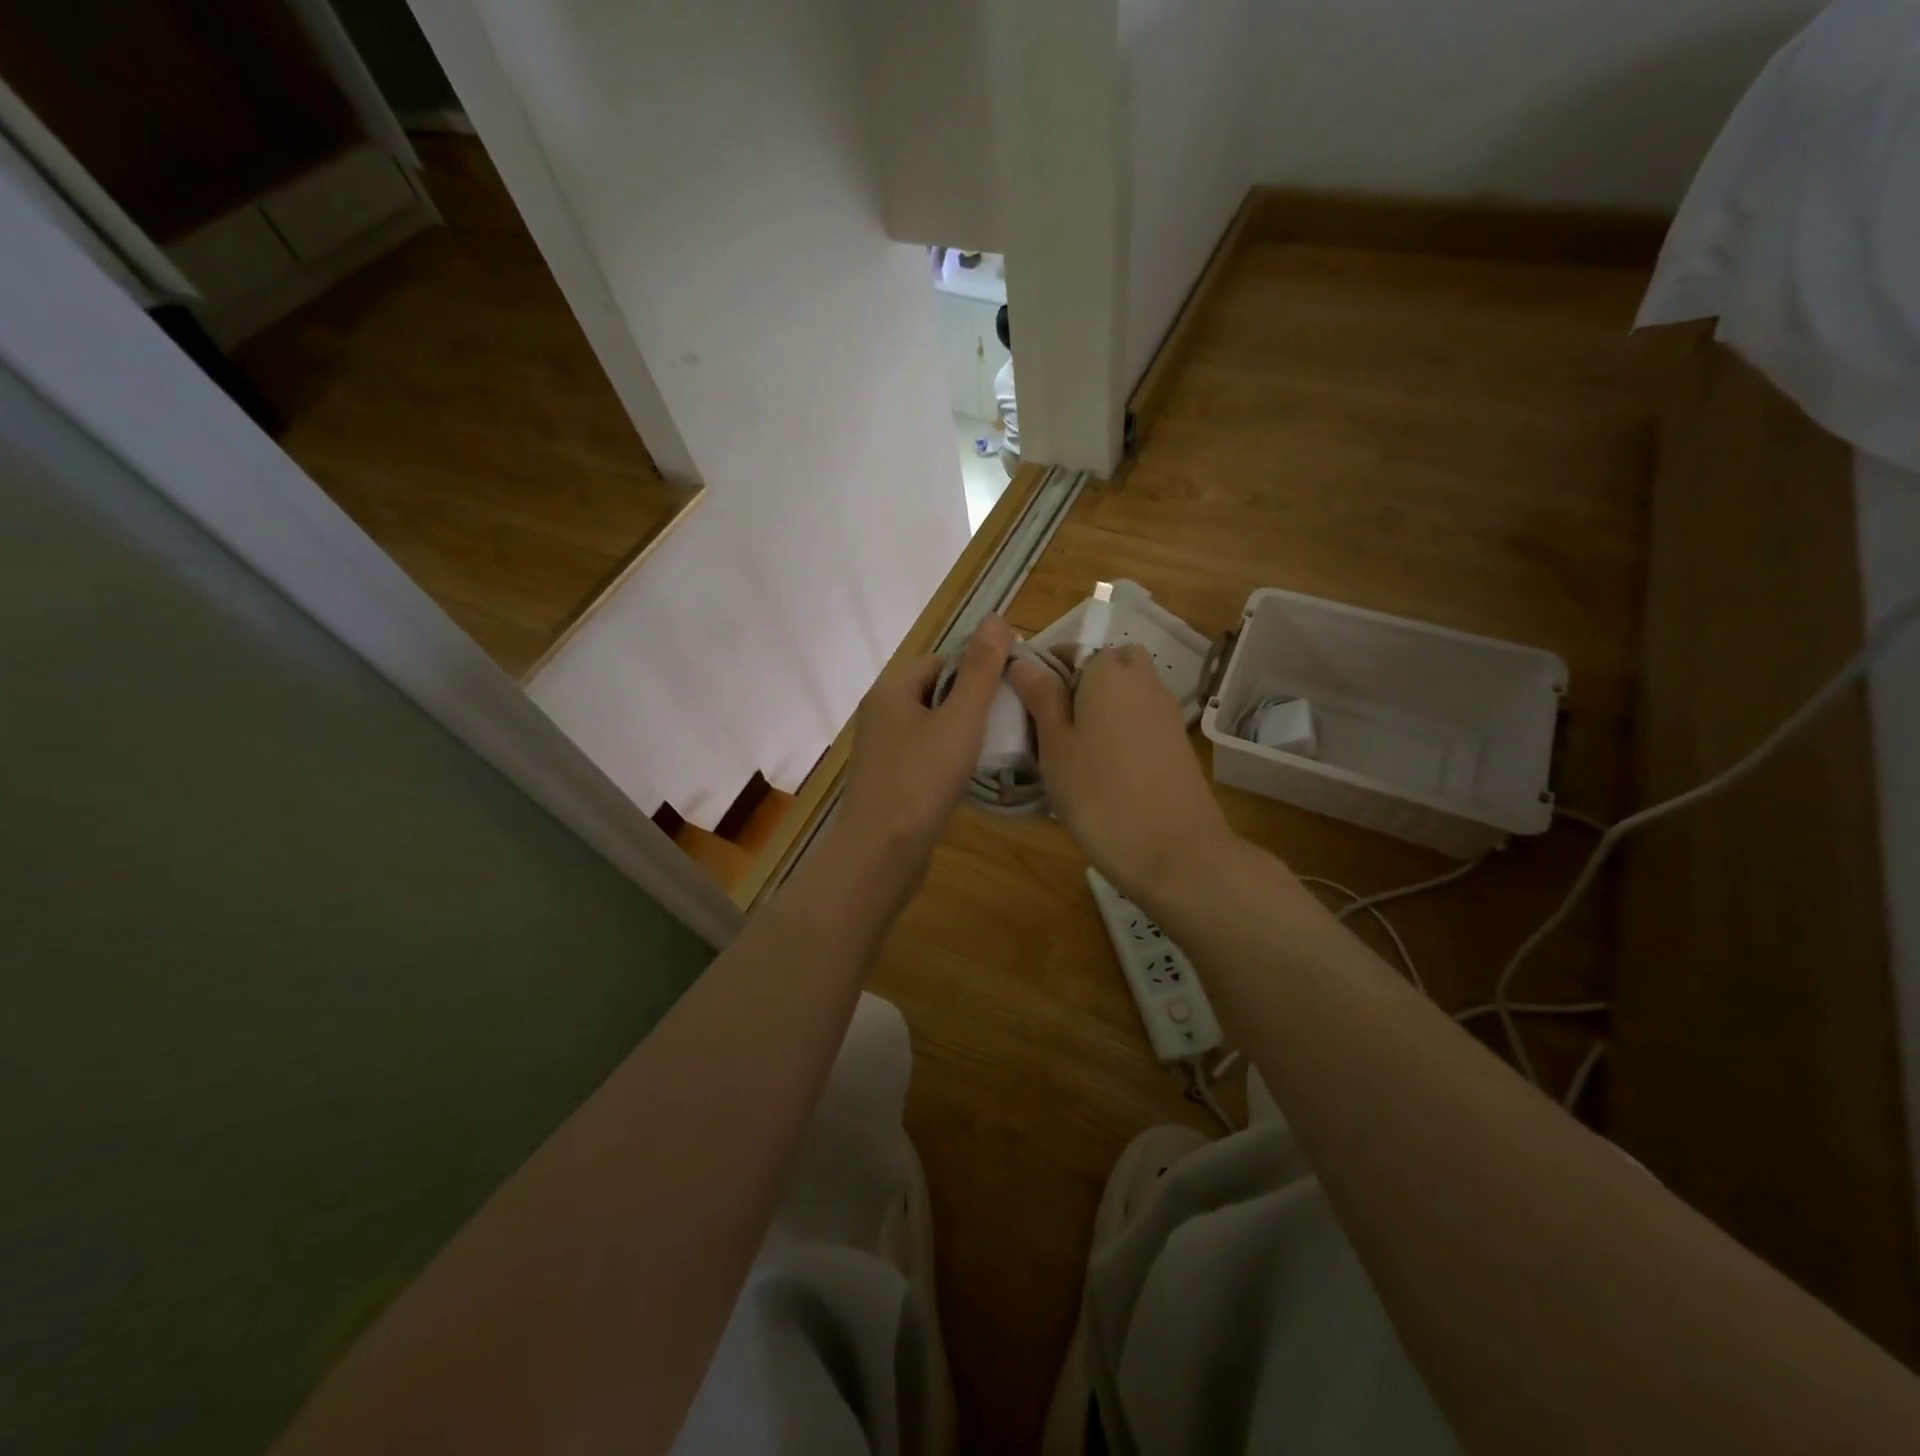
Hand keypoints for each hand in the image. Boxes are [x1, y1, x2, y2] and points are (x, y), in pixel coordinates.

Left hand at [837, 615, 1014, 870]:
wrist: (881, 852)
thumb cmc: (922, 780)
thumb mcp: (961, 719)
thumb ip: (981, 670)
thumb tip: (996, 618)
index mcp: (892, 690)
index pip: (940, 661)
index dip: (976, 670)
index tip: (1009, 691)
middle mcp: (879, 714)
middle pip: (934, 693)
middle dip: (970, 703)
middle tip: (1007, 721)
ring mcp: (879, 751)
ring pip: (929, 727)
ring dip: (960, 733)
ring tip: (994, 748)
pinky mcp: (885, 781)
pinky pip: (922, 756)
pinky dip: (945, 760)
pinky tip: (967, 777)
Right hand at [1008, 644, 1235, 904]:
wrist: (1174, 851)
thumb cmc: (1099, 794)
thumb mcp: (1055, 745)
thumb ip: (1041, 698)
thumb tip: (1023, 661)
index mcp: (1108, 671)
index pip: (1071, 650)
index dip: (1045, 671)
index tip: (1026, 706)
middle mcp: (1143, 681)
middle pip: (1108, 665)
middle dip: (1082, 683)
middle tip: (1055, 724)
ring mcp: (1166, 712)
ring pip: (1127, 693)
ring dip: (1103, 708)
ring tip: (1075, 753)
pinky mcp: (1178, 743)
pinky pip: (1142, 720)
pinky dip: (1123, 731)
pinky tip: (1106, 770)